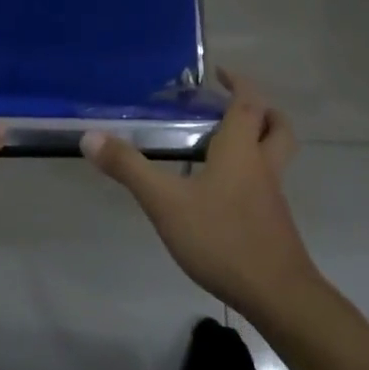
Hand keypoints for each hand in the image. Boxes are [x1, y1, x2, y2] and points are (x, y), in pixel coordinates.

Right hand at [83, 71, 318, 319]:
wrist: (278, 296)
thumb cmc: (222, 238)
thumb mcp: (165, 203)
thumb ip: (129, 169)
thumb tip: (90, 136)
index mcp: (241, 149)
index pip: (248, 103)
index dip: (238, 83)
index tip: (220, 73)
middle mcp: (262, 166)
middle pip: (276, 127)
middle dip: (261, 110)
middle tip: (233, 106)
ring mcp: (273, 197)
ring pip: (275, 156)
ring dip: (258, 141)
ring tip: (223, 145)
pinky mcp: (274, 224)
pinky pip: (267, 185)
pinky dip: (251, 175)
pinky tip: (222, 193)